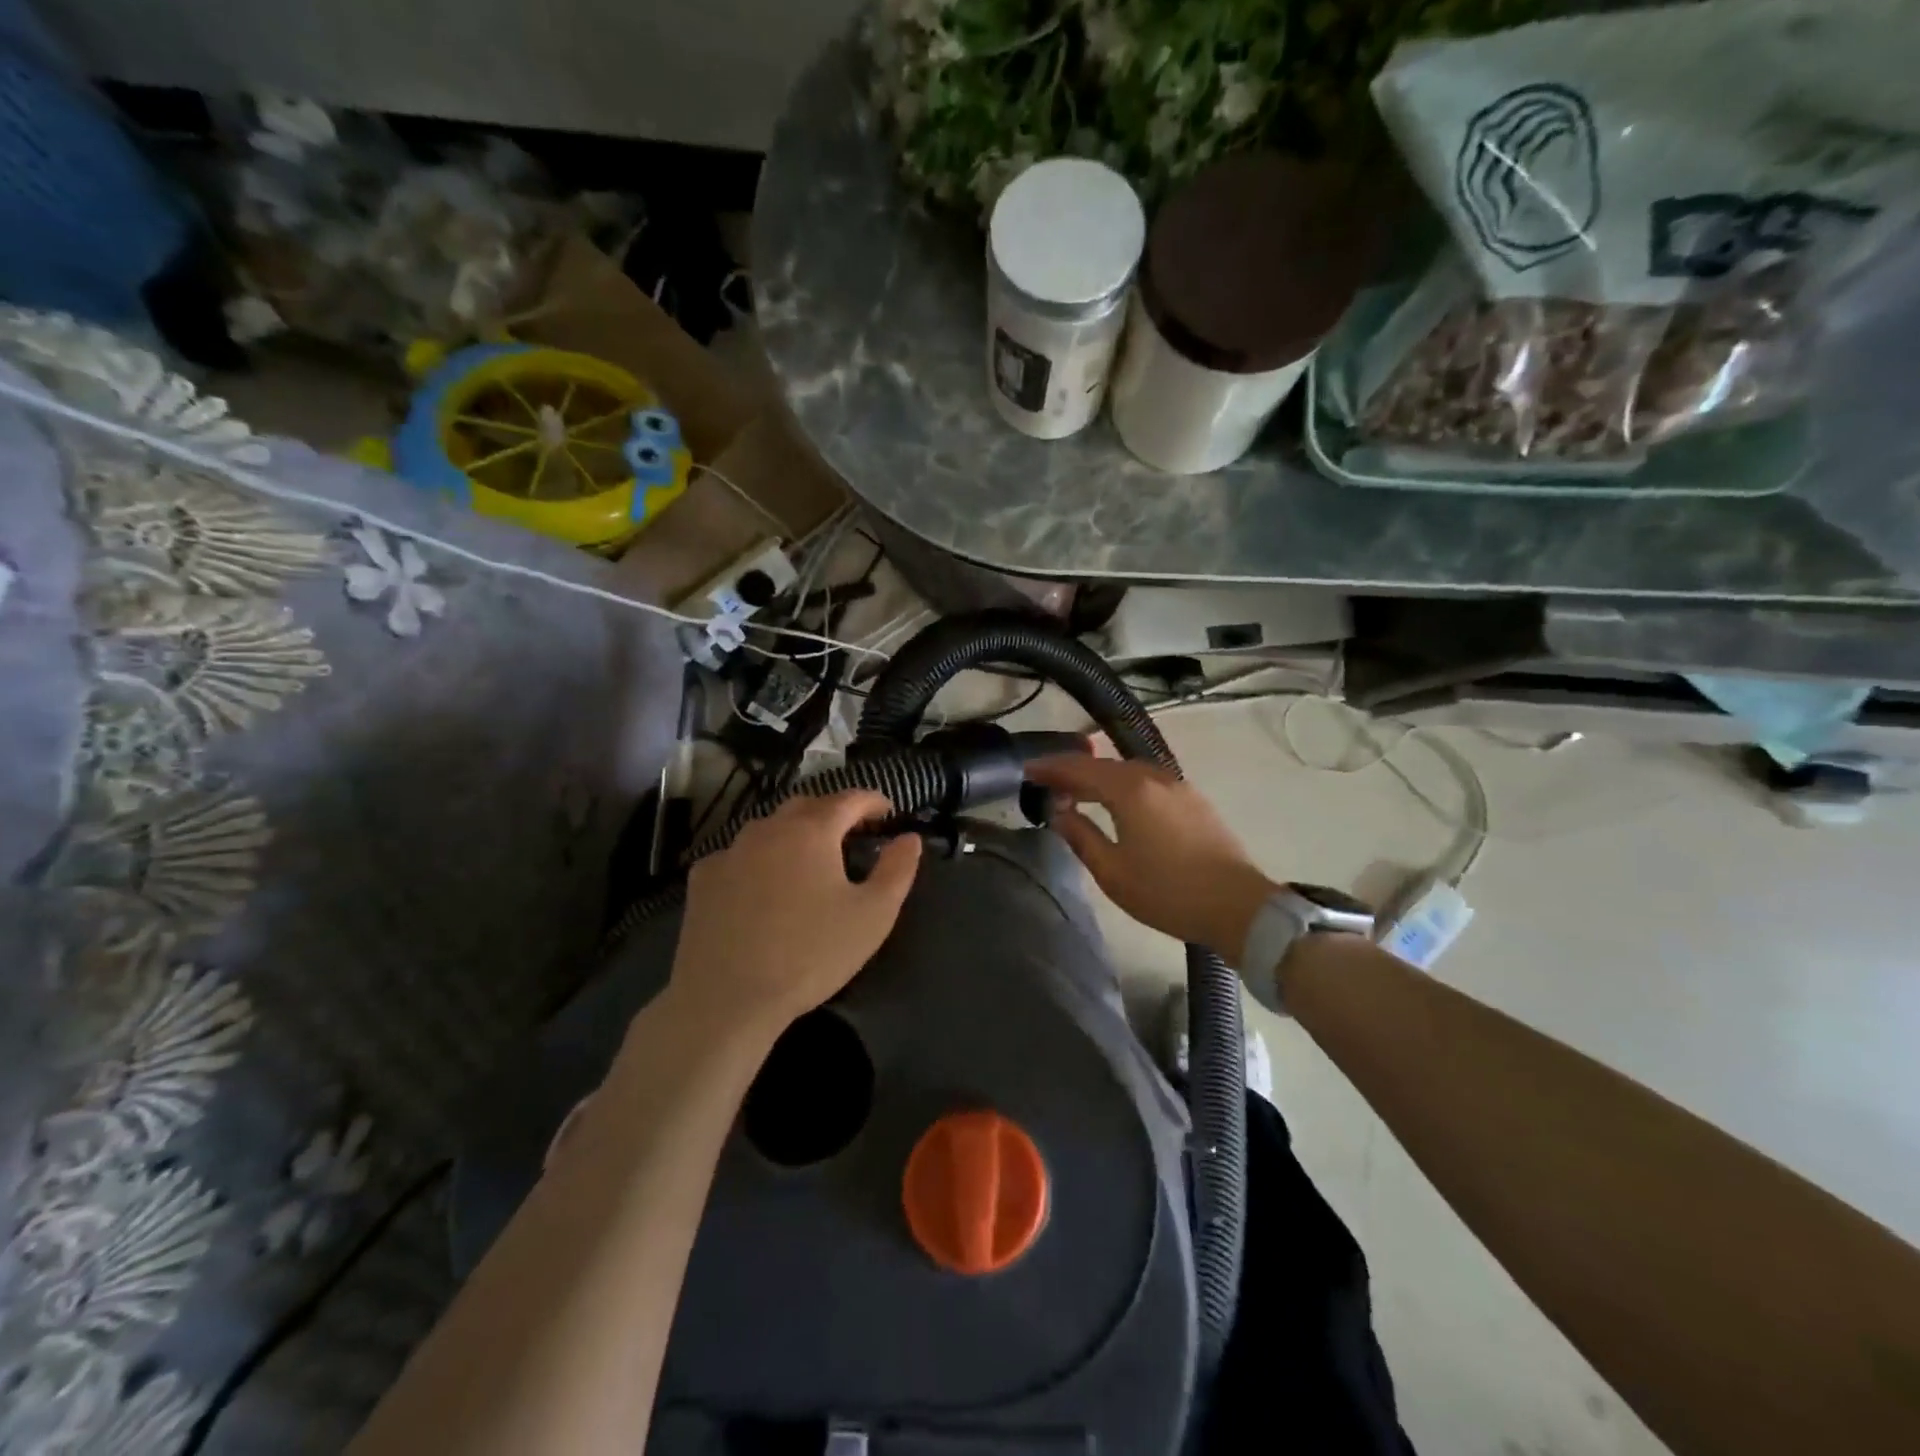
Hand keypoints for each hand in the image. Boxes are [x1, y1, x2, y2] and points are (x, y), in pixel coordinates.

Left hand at [666, 790, 921, 1037]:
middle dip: (833, 812)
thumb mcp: (873, 916)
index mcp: (812, 831)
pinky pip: (739, 855)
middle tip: (852, 832)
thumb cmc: (810, 954)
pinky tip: (762, 885)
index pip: (849, 799)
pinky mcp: (703, 878)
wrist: (726, 998)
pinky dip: (759, 859)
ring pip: (769, 828)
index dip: (872, 801)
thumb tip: (909, 838)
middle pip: (807, 806)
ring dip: (794, 833)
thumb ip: (897, 870)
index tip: (888, 811)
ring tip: (809, 858)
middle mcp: (768, 828)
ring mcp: (730, 851)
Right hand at [1027, 754, 1274, 959]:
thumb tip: (1059, 812)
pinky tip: (1117, 801)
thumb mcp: (1112, 871)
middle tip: (1046, 781)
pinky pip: (1147, 781)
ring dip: (1099, 777)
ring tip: (1077, 791)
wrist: (1237, 906)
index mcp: (1130, 790)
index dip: (1051, 768)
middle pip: (1104, 765)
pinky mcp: (1193, 800)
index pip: (1080, 769)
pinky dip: (1123, 785)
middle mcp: (1154, 777)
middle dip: (1073, 770)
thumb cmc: (1168, 892)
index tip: (1026, 770)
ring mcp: (1178, 786)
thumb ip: (1081, 836)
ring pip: (1128, 771)